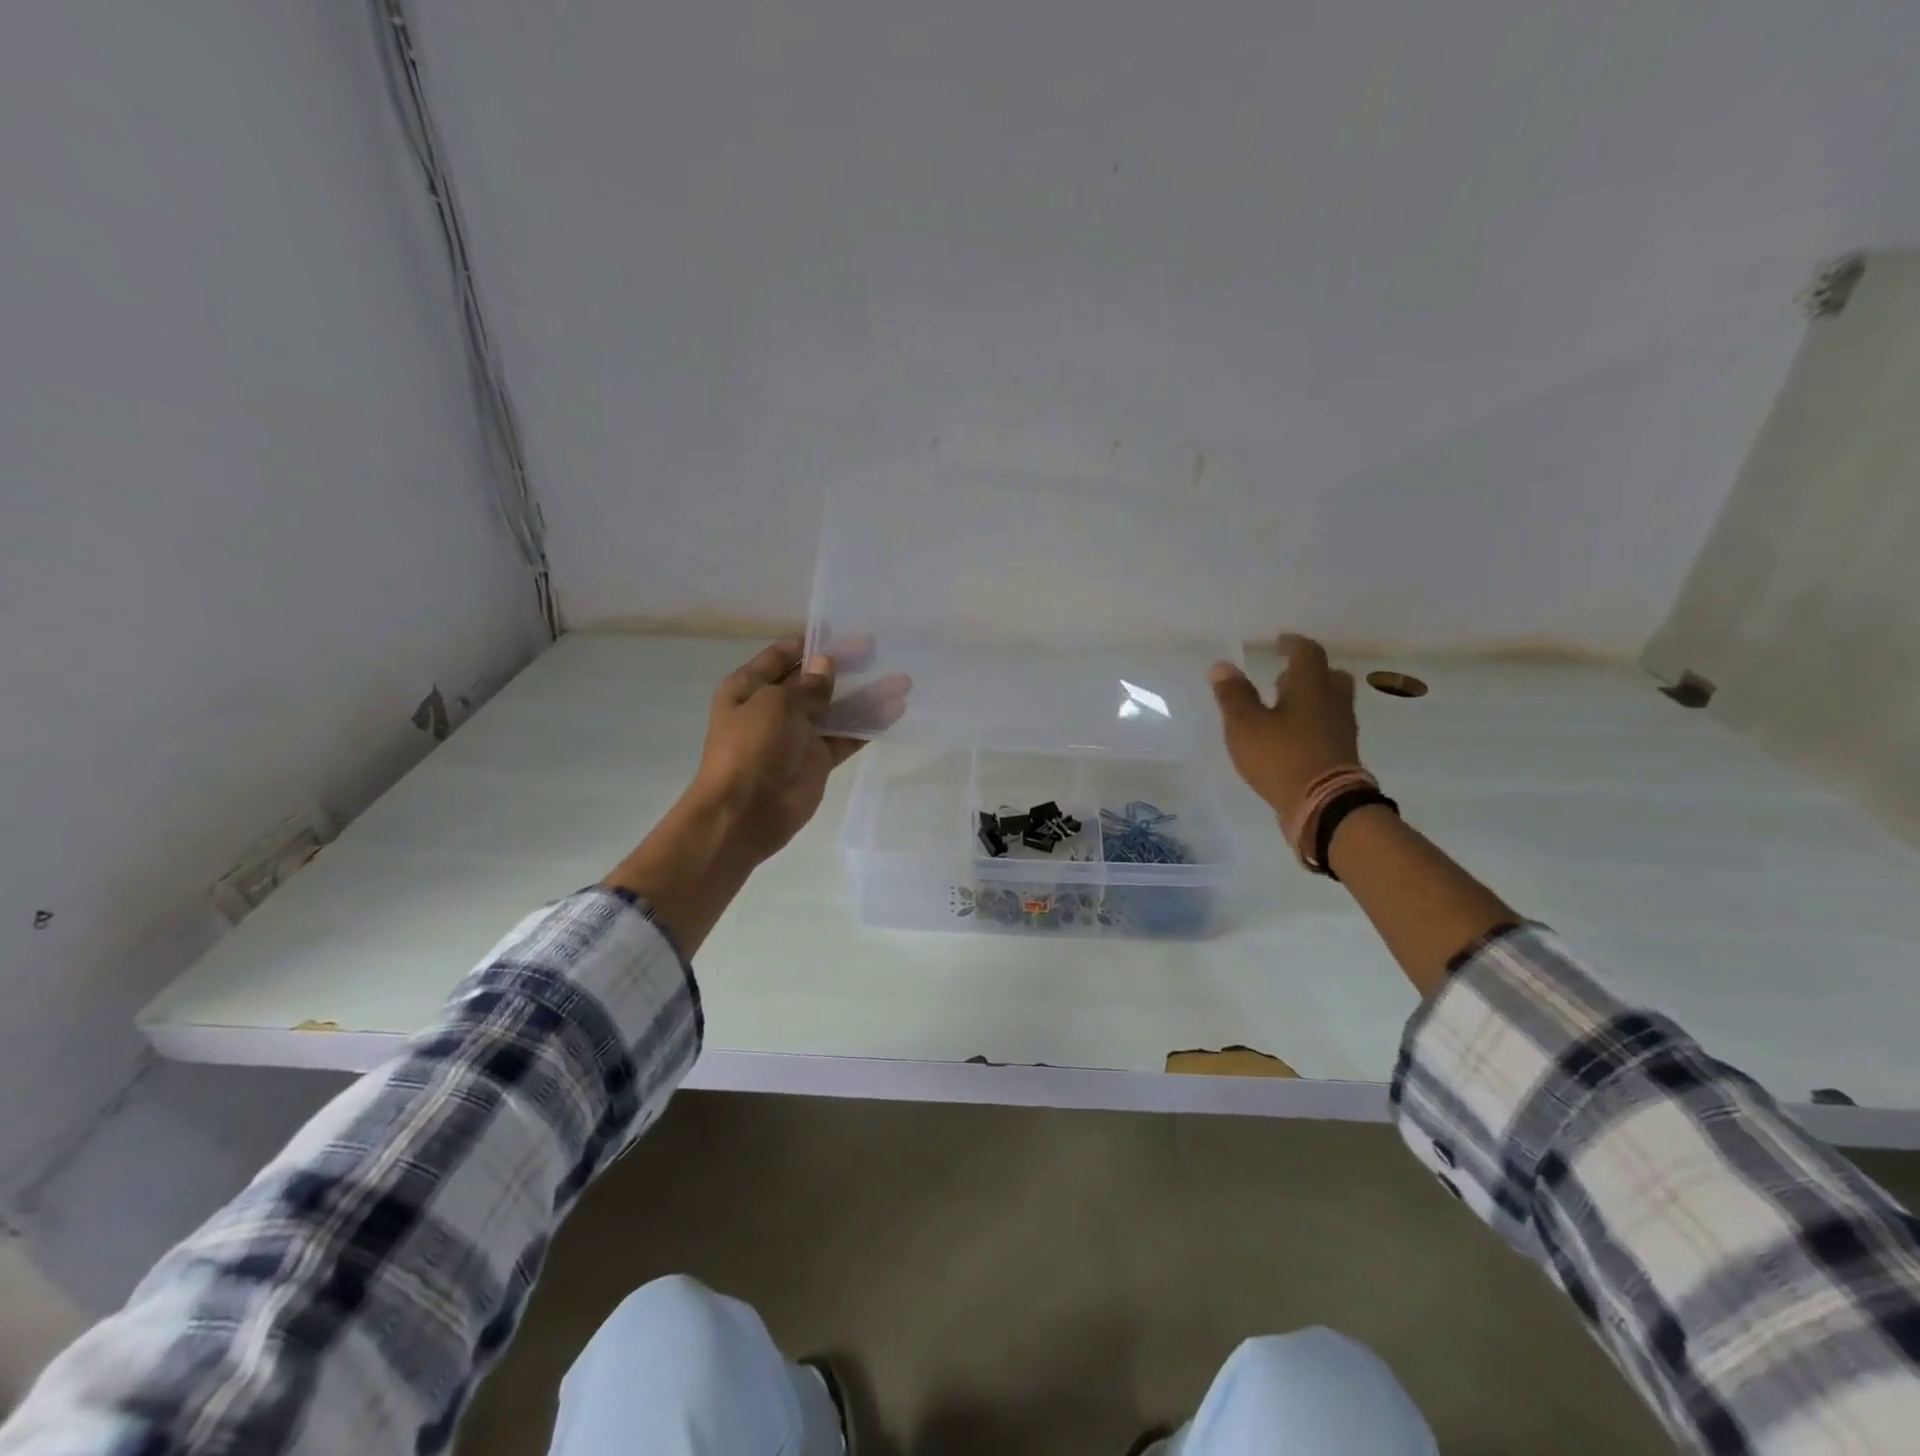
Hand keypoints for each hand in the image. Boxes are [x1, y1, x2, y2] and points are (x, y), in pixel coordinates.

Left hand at [687, 633, 910, 863]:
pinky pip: (846, 736)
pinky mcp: (817, 760)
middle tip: (877, 650)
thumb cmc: (752, 747)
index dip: (811, 643)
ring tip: (902, 681)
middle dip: (844, 665)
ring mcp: (797, 735)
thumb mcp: (776, 704)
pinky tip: (895, 711)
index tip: (843, 631)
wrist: (745, 812)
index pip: (783, 656)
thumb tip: (827, 664)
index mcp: (750, 687)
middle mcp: (773, 707)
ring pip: (836, 708)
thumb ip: (808, 685)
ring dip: (866, 695)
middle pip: (814, 680)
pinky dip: (868, 725)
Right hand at [1209, 634, 1361, 828]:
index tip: (1279, 642)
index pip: (1307, 653)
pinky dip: (1312, 722)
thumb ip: (1234, 695)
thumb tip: (1222, 666)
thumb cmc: (1281, 757)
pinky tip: (1292, 734)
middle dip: (1307, 672)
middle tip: (1284, 675)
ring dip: (1311, 697)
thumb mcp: (1245, 725)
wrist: (1324, 806)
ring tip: (1284, 705)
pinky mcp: (1341, 753)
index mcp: (1310, 686)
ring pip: (1331, 701)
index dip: (1292, 644)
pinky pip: (1329, 725)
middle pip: (1328, 675)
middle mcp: (1332, 701)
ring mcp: (1341, 728)